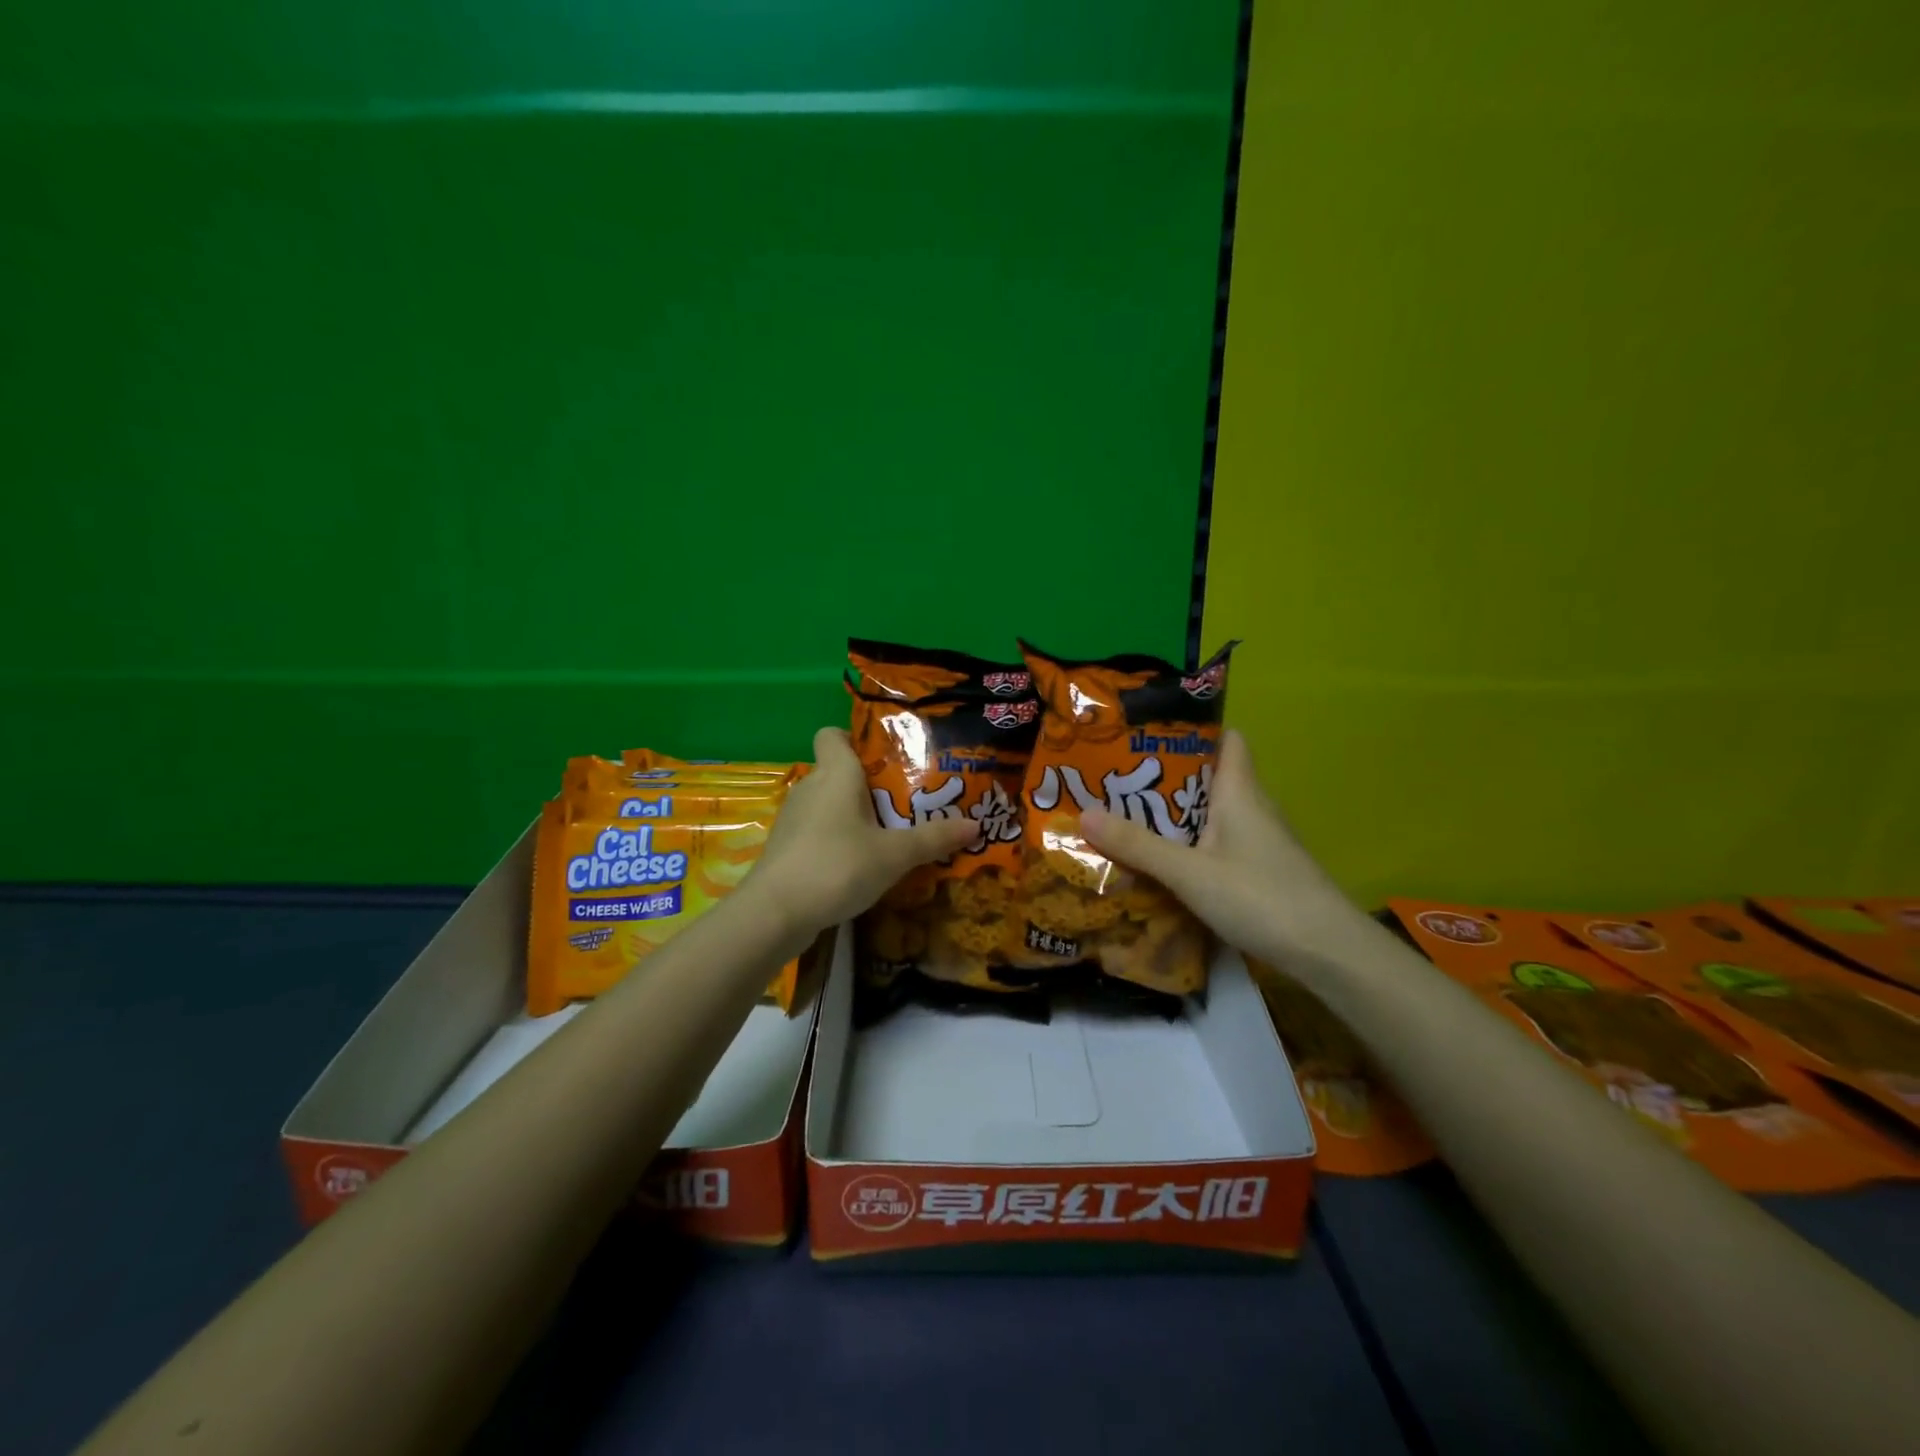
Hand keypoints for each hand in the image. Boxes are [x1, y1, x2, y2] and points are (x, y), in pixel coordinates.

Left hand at [750, 727, 977, 940]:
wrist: (775, 913)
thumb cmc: (838, 866)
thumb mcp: (895, 854)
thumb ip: (934, 838)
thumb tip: (976, 824)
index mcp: (835, 774)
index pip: (833, 735)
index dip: (854, 739)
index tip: (884, 759)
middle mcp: (810, 787)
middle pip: (838, 772)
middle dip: (869, 785)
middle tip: (905, 802)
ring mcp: (794, 819)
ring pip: (828, 804)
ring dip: (853, 816)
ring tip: (887, 835)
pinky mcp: (786, 848)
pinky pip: (818, 831)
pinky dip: (836, 840)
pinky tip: (858, 864)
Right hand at [1080, 728, 1346, 965]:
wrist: (1328, 952)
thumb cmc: (1260, 897)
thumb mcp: (1189, 872)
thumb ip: (1138, 846)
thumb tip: (1083, 813)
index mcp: (1239, 791)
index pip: (1226, 739)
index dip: (1193, 731)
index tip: (1149, 735)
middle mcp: (1252, 807)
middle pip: (1210, 776)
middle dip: (1167, 776)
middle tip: (1119, 779)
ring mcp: (1260, 840)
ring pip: (1213, 812)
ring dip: (1176, 813)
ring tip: (1128, 816)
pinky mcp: (1261, 869)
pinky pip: (1219, 842)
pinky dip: (1191, 844)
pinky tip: (1163, 861)